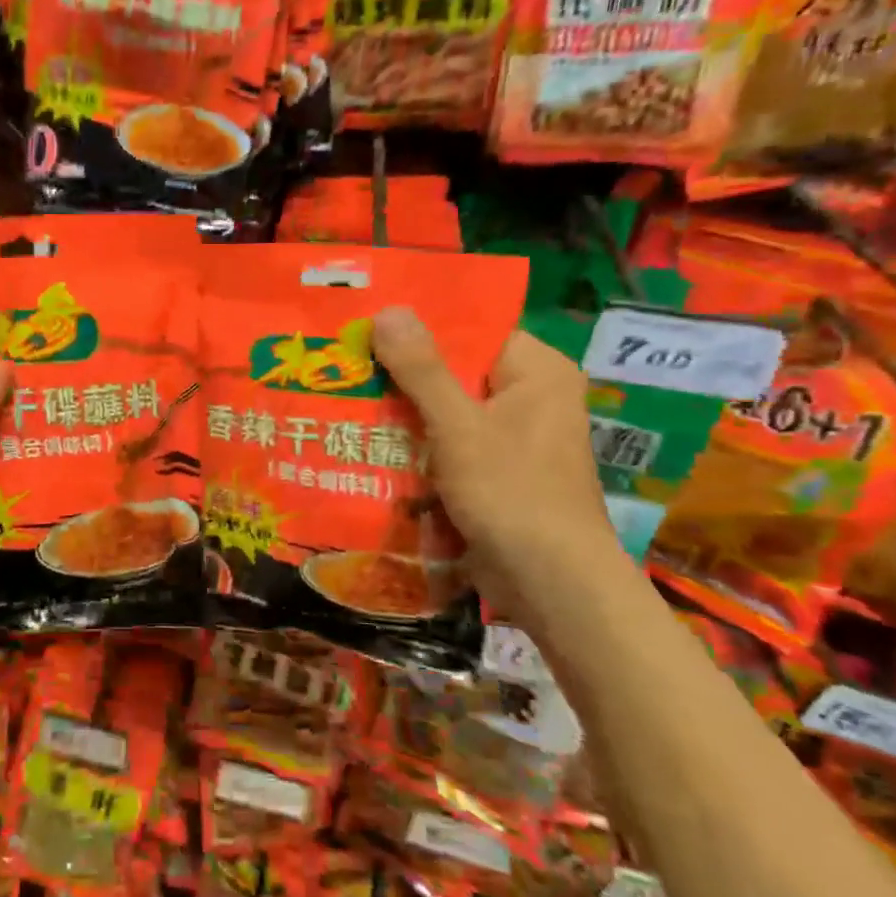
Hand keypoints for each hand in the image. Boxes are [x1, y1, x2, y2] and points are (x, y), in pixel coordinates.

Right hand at [372, 309, 627, 609]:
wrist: (552, 587)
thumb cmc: (513, 494)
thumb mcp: (459, 426)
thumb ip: (422, 368)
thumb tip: (388, 309)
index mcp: (536, 372)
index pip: (473, 328)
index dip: (419, 324)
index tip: (365, 322)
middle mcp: (529, 397)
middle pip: (455, 368)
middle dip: (401, 370)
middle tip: (343, 359)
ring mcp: (512, 437)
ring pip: (447, 408)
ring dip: (403, 409)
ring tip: (344, 393)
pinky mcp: (495, 471)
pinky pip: (449, 442)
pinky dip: (416, 441)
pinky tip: (369, 439)